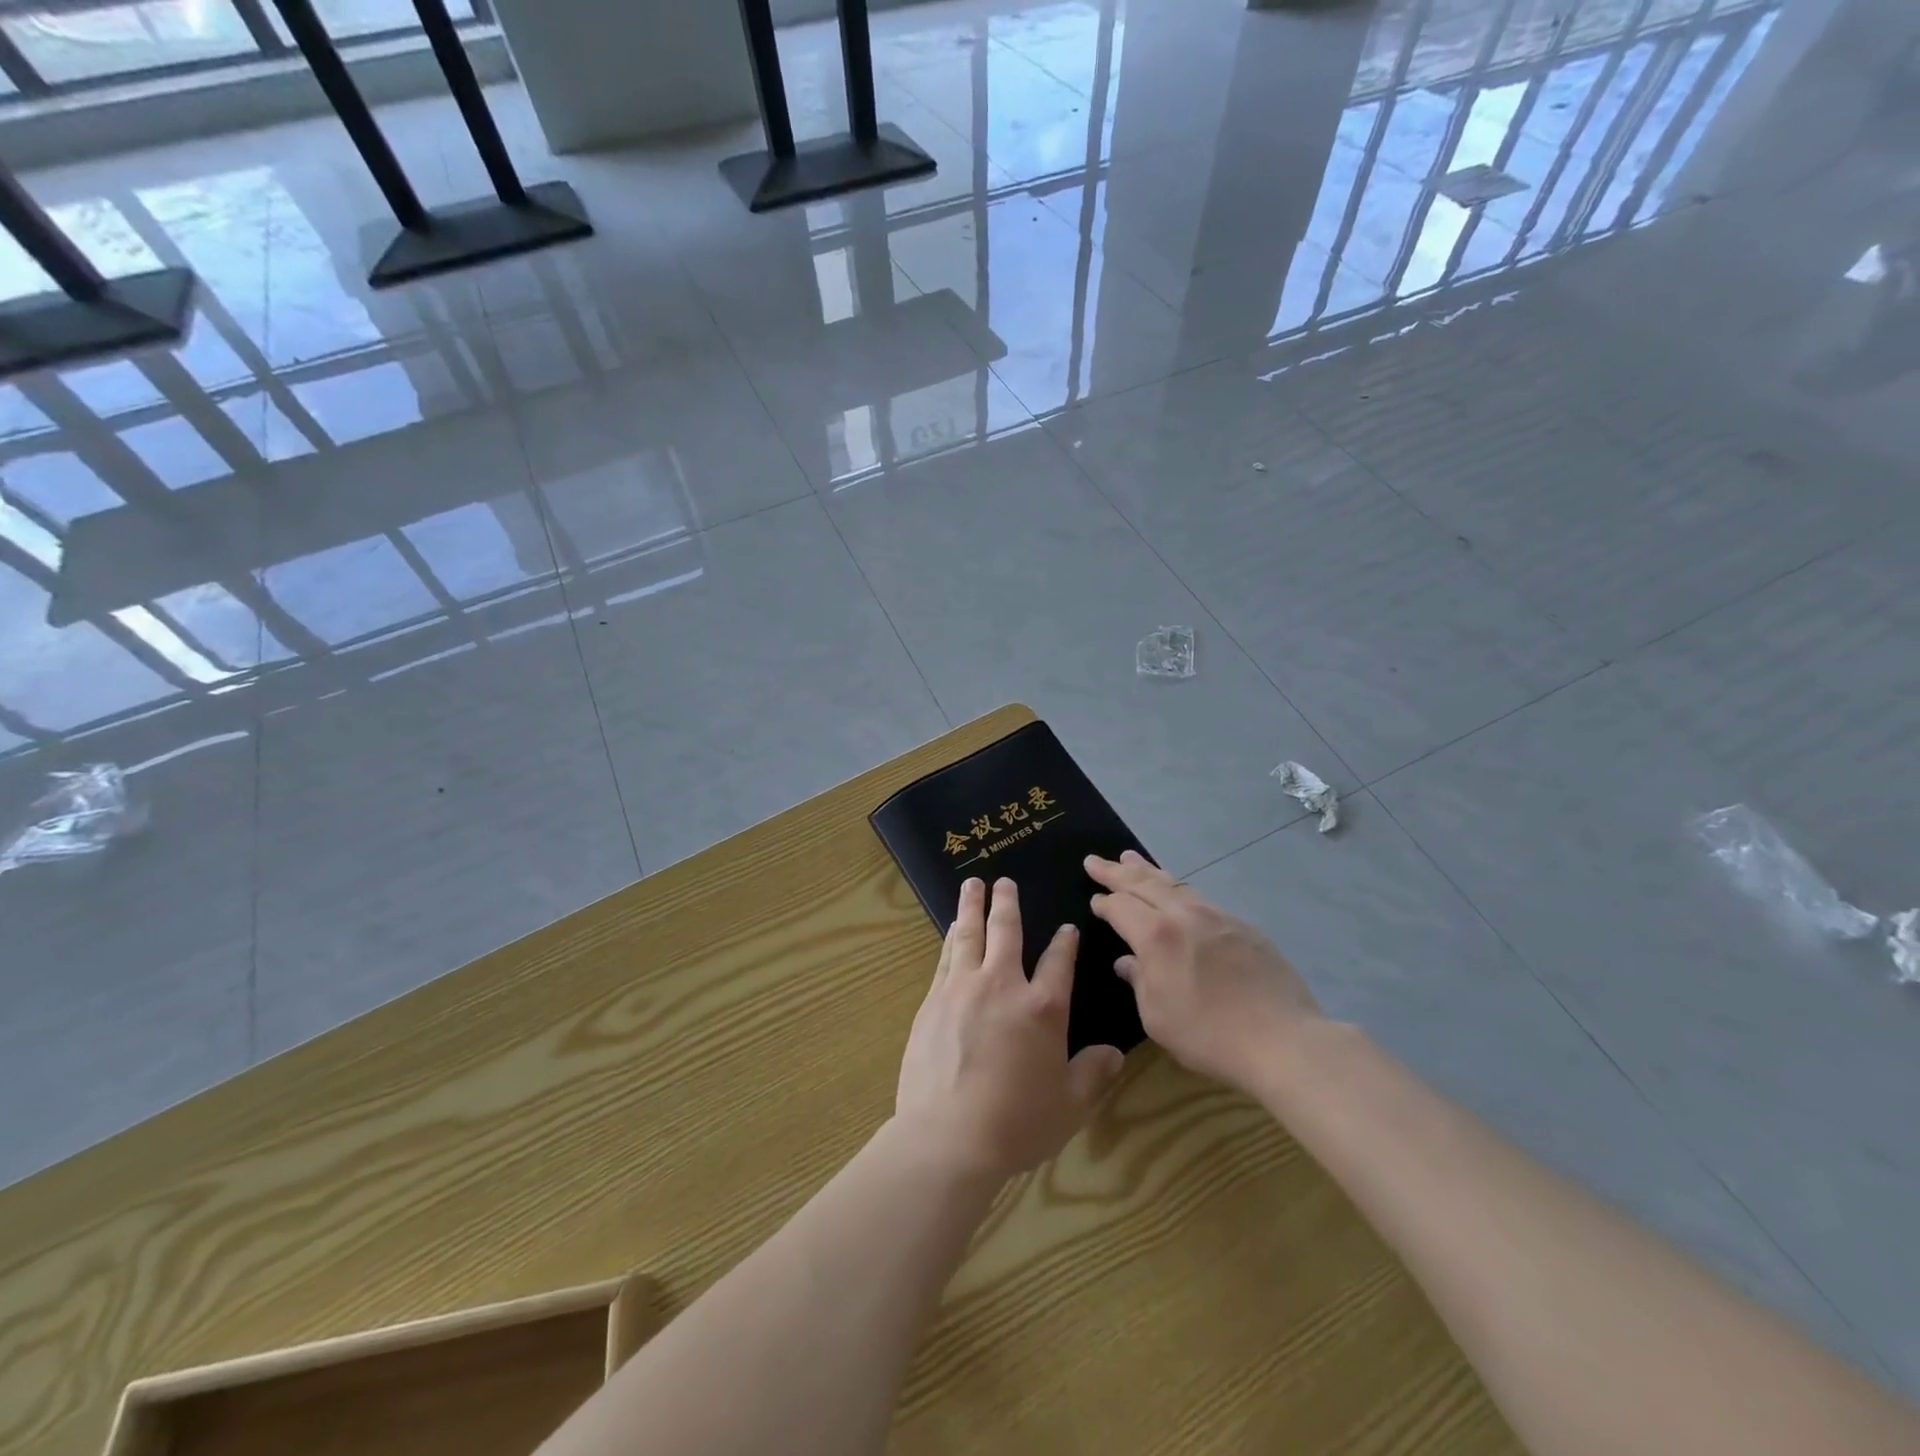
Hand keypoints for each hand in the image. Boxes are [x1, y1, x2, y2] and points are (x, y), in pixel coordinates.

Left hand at [896, 877, 1125, 1180]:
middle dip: (1007, 903)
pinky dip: (950, 938)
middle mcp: (1002, 986)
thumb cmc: (1017, 1124)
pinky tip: (950, 931)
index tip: (1066, 928)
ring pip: (968, 934)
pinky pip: (945, 958)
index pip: (1059, 962)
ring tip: (971, 885)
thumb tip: (1114, 1053)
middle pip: (1006, 931)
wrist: (948, 1137)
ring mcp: (962, 989)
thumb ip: (1093, 1074)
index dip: (1065, 943)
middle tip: (1003, 880)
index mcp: (1043, 1008)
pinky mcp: (932, 1001)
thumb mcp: (1070, 1105)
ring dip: (971, 906)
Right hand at [1087, 851, 1320, 1093]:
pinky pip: (1200, 897)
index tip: (1094, 900)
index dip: (1104, 902)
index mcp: (1157, 936)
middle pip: (1144, 883)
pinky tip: (1177, 893)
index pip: (1121, 907)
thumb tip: (1128, 962)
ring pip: (1175, 884)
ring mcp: (1217, 916)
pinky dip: (1178, 888)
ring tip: (1131, 858)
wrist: (1283, 1040)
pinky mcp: (1242, 926)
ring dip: (1148, 870)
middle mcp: (1184, 915)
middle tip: (1095, 861)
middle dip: (1117, 871)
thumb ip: (1138, 982)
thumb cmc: (1210, 1036)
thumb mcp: (1157, 1018)